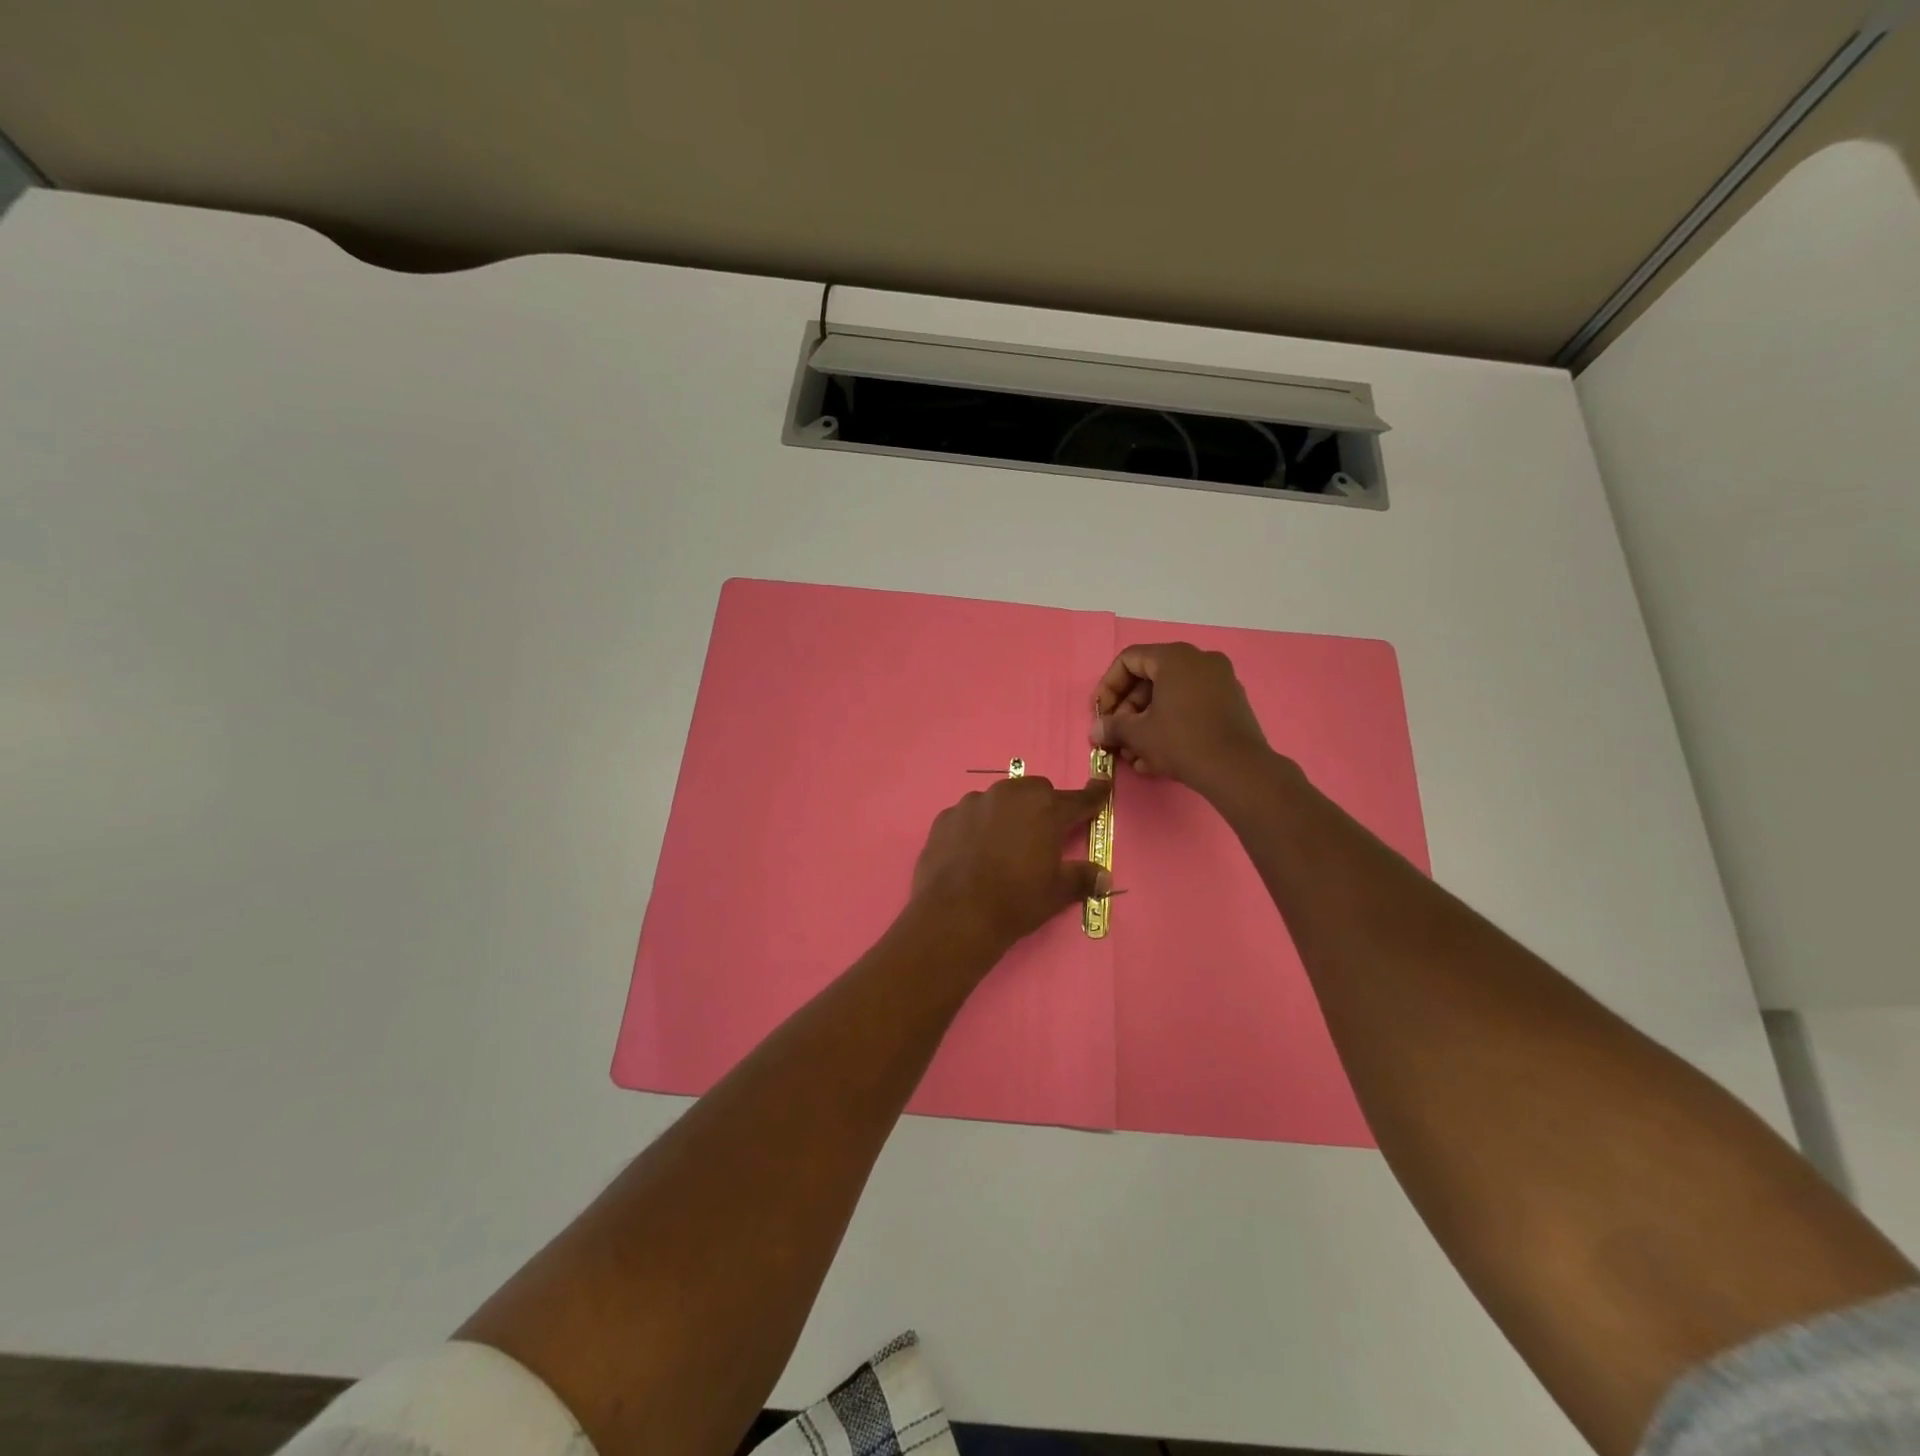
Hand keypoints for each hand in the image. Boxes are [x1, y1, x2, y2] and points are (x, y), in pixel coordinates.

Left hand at [911, 776, 1112, 952]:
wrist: (955, 914)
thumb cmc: (1015, 900)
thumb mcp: (1057, 892)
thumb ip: (1082, 878)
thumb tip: (1105, 877)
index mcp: (1045, 809)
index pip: (1077, 800)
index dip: (1093, 796)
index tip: (1101, 787)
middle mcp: (1009, 795)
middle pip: (1035, 791)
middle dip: (1043, 807)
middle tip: (1042, 836)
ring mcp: (973, 802)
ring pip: (998, 800)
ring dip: (1006, 815)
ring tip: (1002, 847)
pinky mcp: (945, 817)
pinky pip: (969, 816)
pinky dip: (975, 827)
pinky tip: (972, 853)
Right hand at [1092, 642, 1274, 797]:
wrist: (1238, 770)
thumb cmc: (1182, 742)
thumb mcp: (1139, 734)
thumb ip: (1113, 727)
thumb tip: (1096, 730)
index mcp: (1175, 657)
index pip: (1129, 660)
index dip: (1108, 687)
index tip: (1101, 714)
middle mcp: (1200, 661)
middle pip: (1150, 679)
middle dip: (1128, 711)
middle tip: (1117, 737)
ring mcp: (1220, 681)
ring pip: (1170, 696)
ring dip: (1146, 724)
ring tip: (1134, 755)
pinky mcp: (1231, 704)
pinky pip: (1191, 706)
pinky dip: (1170, 725)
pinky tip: (1156, 758)